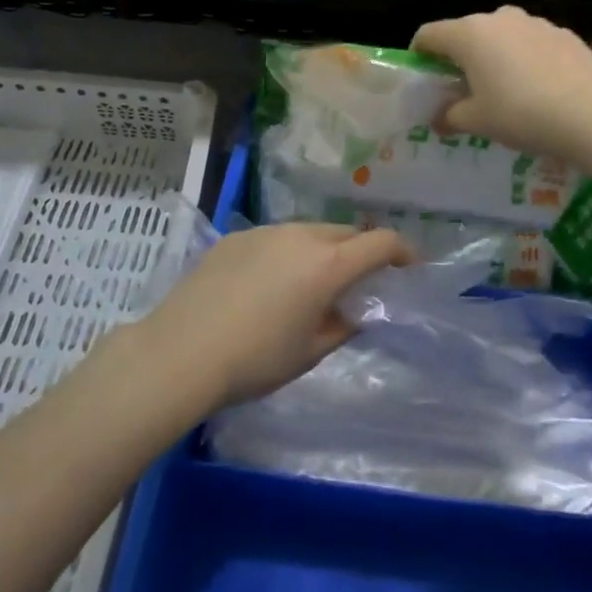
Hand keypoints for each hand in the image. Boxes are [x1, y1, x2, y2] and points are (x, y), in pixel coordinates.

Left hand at [139, 223, 412, 407]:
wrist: (181, 352)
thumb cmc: (256, 360)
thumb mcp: (310, 352)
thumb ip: (342, 326)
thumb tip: (354, 312)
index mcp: (328, 264)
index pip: (380, 242)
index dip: (403, 251)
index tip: (410, 266)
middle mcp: (301, 235)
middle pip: (345, 233)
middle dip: (360, 251)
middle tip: (359, 281)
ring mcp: (265, 232)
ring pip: (309, 232)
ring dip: (322, 251)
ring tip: (309, 285)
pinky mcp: (236, 237)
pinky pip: (275, 239)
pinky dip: (287, 254)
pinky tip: (266, 286)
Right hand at [412, 6, 591, 159]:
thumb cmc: (522, 114)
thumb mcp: (478, 121)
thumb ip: (451, 116)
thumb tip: (438, 119)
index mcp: (469, 34)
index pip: (429, 34)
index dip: (420, 54)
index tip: (424, 77)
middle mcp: (499, 18)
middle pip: (466, 33)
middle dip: (460, 58)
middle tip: (463, 90)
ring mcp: (535, 23)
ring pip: (501, 36)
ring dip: (495, 57)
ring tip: (504, 91)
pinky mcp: (563, 34)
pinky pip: (531, 44)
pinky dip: (525, 59)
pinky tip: (538, 89)